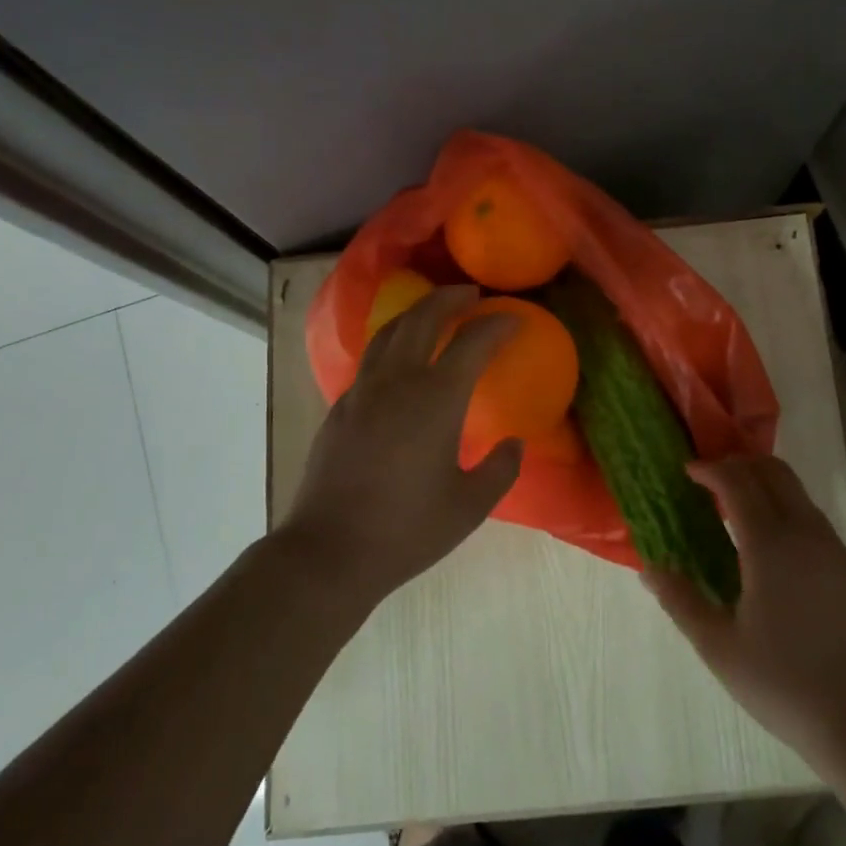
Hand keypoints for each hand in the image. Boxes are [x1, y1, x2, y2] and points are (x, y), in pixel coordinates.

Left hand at [283, 285, 522, 604]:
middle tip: (471, 294)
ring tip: (433, 312)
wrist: (330, 551)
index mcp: (436, 399)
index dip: (497, 325)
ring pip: (389, 331)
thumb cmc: (407, 529)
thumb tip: (514, 444)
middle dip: (450, 299)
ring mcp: (362, 391)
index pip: (472, 342)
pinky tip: (399, 359)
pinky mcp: (340, 407)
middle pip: (423, 319)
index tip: (515, 320)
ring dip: (416, 313)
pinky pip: (370, 358)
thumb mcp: (470, 506)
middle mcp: (397, 382)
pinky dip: (392, 341)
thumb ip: (500, 470)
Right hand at [643, 456, 845, 771]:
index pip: (737, 481)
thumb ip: (681, 601)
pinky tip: (772, 548)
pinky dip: (786, 510)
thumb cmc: (785, 684)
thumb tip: (650, 568)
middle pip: (774, 471)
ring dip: (765, 485)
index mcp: (770, 544)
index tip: (687, 471)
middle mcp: (805, 533)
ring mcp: (834, 549)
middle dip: (739, 464)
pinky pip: (813, 519)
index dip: (710, 469)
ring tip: (736, 509)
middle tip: (710, 480)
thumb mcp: (720, 648)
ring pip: (797, 493)